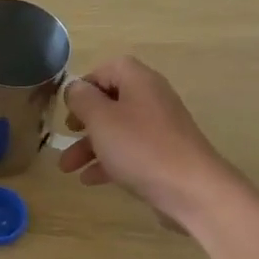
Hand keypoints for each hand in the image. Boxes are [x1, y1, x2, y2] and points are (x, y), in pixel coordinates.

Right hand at [59, 56, 235, 226]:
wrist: (191, 189)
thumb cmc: (140, 147)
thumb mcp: (101, 119)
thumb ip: (82, 99)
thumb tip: (75, 88)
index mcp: (140, 82)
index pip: (110, 68)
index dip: (86, 84)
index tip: (69, 105)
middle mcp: (152, 100)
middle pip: (112, 102)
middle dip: (84, 121)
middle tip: (67, 133)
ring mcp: (160, 130)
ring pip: (117, 130)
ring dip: (89, 146)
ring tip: (67, 169)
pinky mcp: (163, 156)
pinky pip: (129, 152)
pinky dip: (108, 162)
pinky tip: (89, 180)